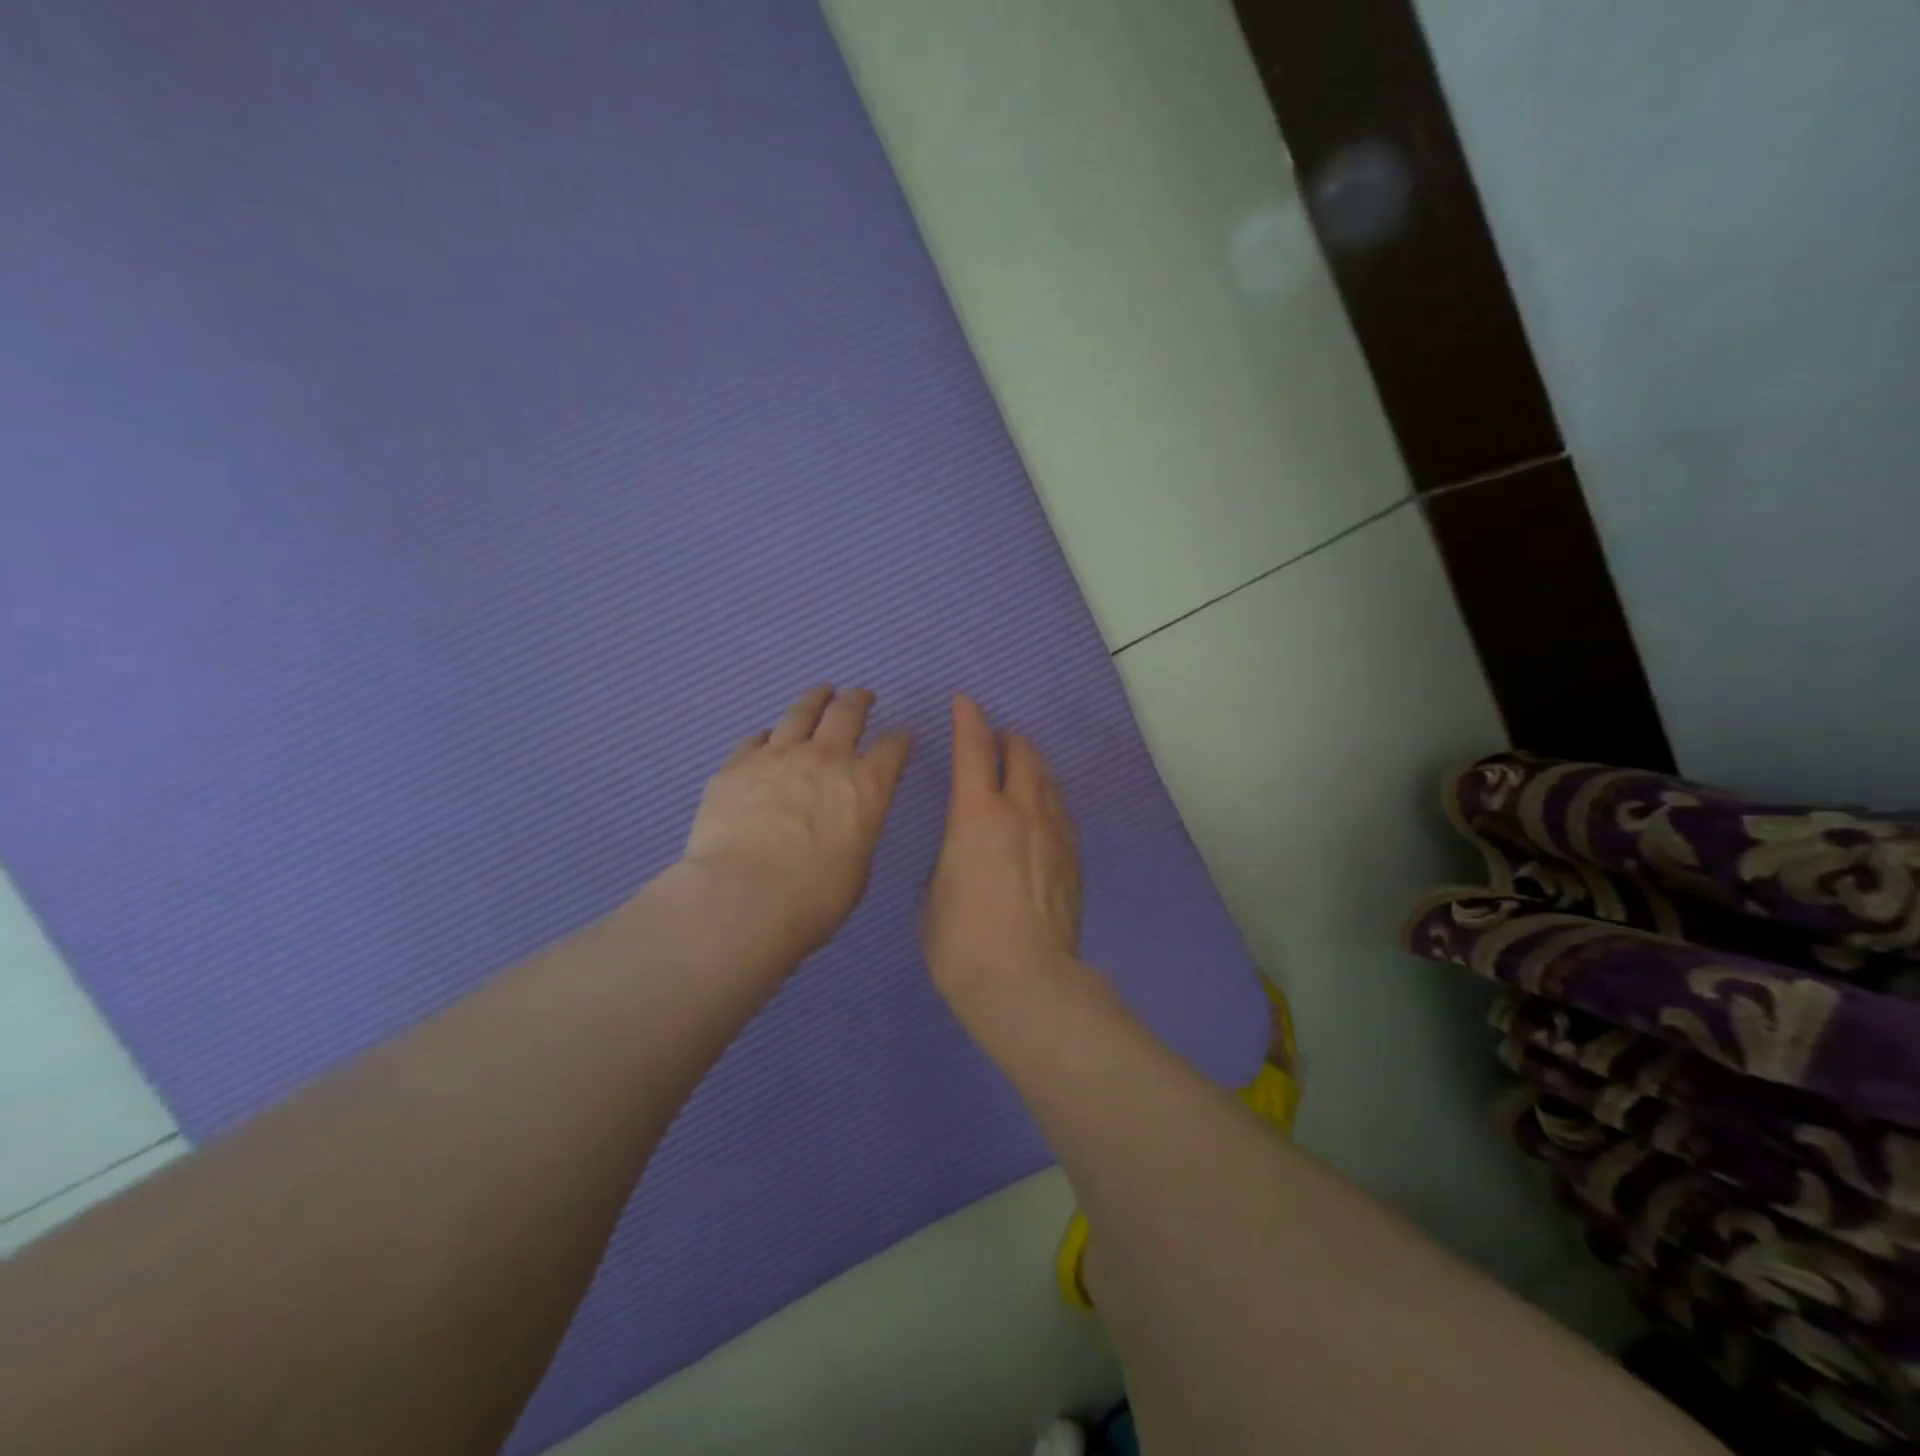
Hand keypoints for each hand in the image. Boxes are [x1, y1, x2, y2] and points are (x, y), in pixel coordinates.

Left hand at [682, 685, 912, 966]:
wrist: (743, 899)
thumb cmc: (815, 898)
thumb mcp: (858, 866)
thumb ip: (856, 831)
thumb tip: (845, 823)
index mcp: (867, 785)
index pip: (894, 747)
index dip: (901, 739)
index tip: (902, 736)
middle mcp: (826, 759)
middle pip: (847, 713)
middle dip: (859, 701)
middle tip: (862, 696)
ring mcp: (778, 756)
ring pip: (800, 713)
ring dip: (815, 700)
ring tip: (821, 692)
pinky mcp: (737, 765)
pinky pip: (756, 739)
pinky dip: (768, 736)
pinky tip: (768, 737)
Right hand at [923, 695, 1081, 1008]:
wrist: (1026, 982)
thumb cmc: (962, 942)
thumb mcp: (934, 896)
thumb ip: (950, 861)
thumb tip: (963, 857)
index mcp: (976, 815)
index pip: (973, 750)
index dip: (968, 720)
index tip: (965, 702)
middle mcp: (1021, 811)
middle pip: (1021, 754)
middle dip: (1007, 739)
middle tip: (996, 741)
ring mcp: (1054, 833)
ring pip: (1047, 779)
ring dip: (1031, 765)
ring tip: (1020, 768)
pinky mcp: (1075, 858)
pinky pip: (1061, 811)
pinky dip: (1048, 799)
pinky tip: (1043, 811)